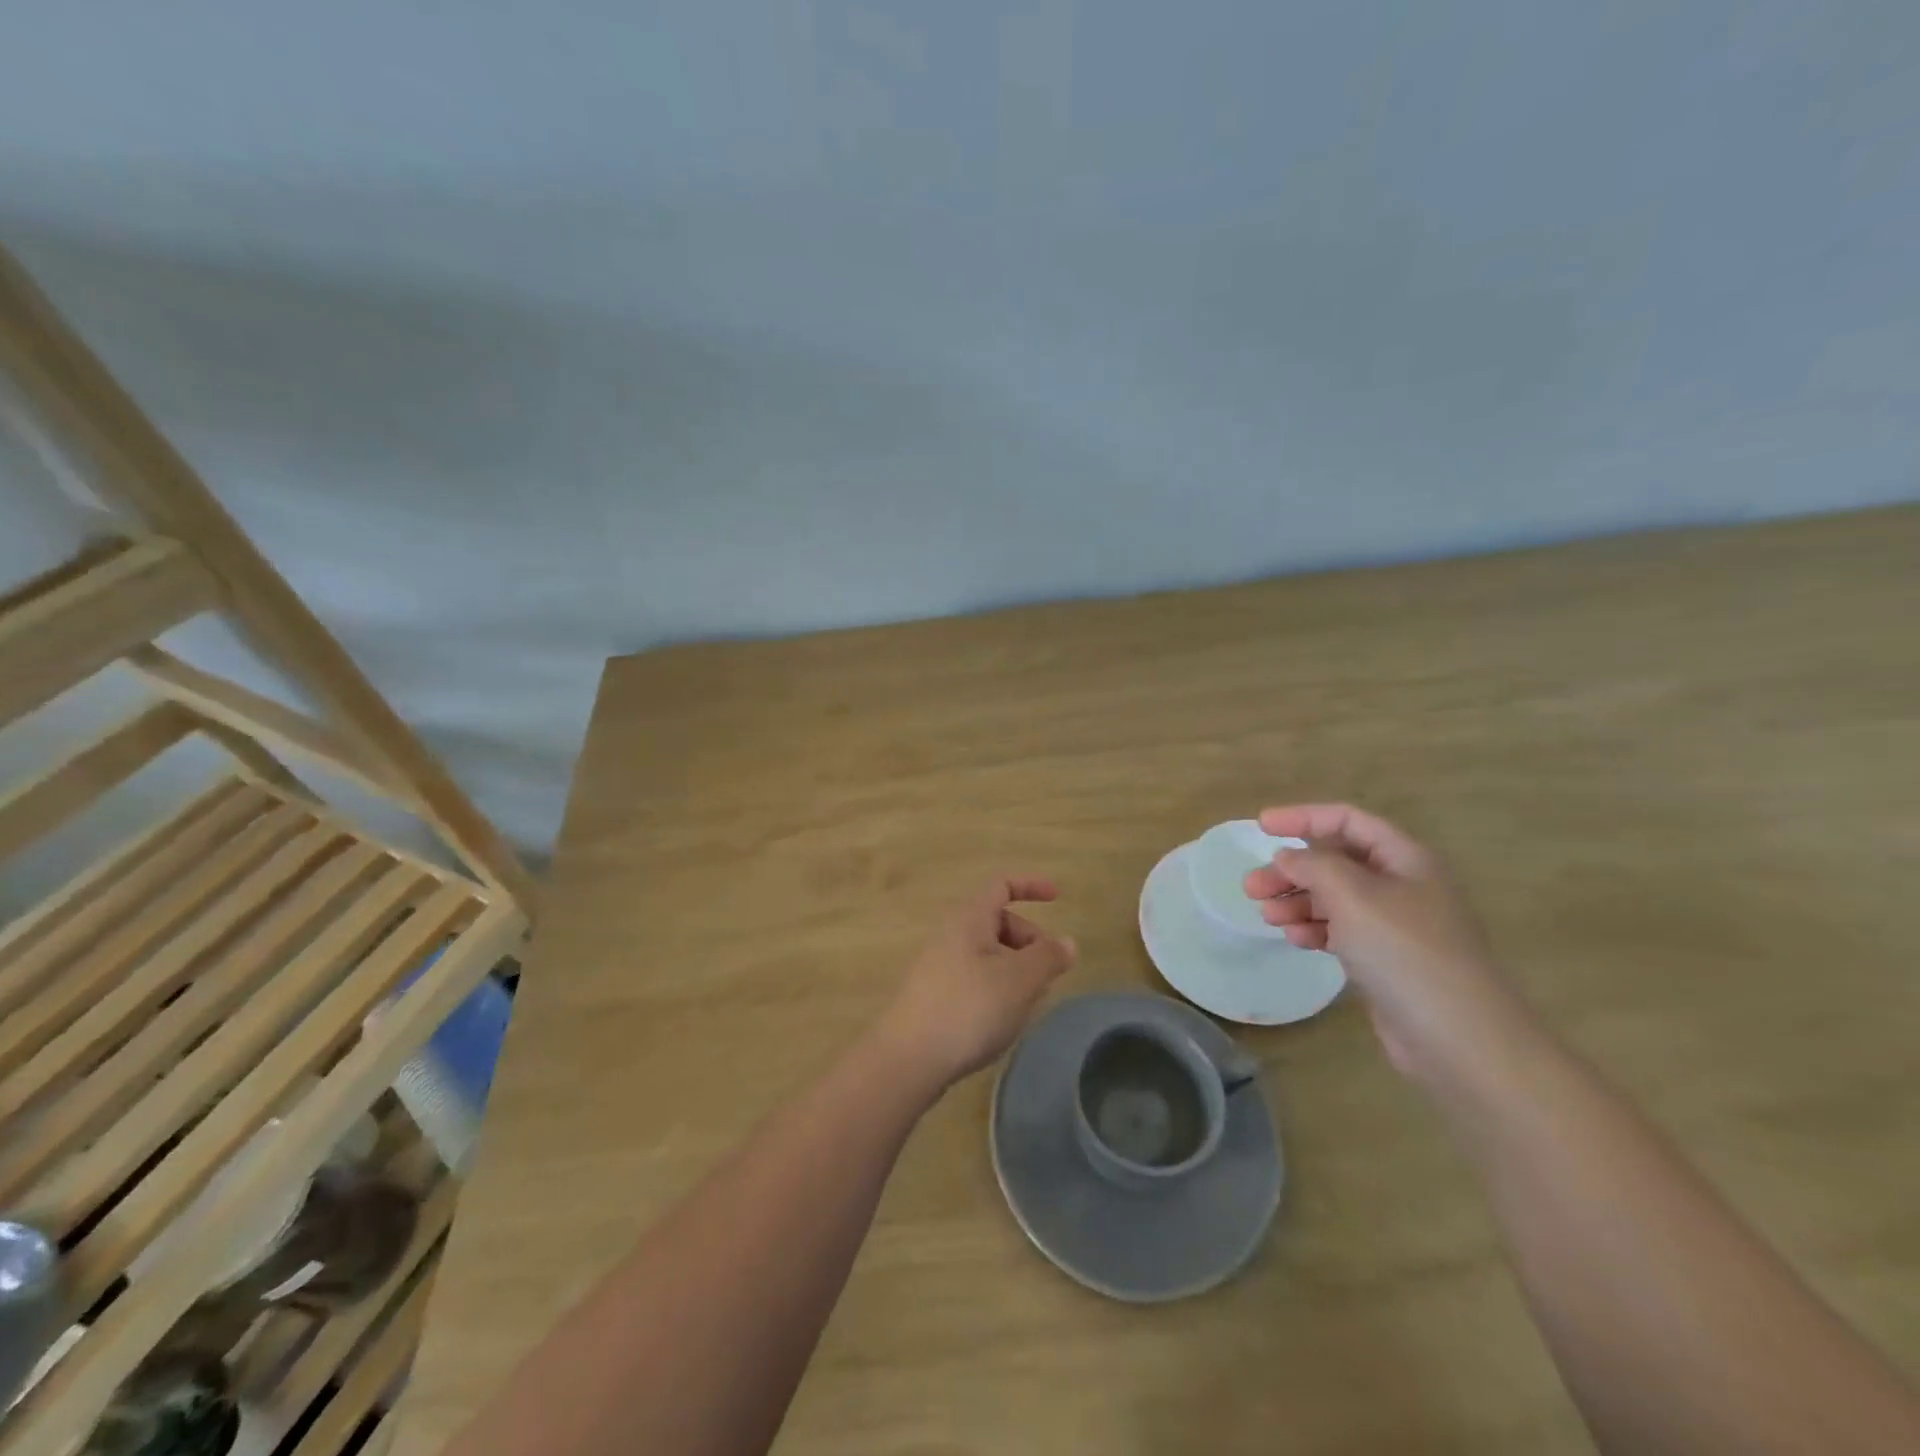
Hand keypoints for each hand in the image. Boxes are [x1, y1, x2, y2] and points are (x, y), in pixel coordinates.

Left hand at [875, 878, 1077, 1089]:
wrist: (909, 1059)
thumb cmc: (969, 1008)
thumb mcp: (1020, 980)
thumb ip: (1048, 957)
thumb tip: (1066, 942)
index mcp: (969, 919)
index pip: (1001, 886)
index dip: (1030, 885)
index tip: (1057, 898)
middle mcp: (951, 935)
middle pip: (998, 922)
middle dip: (1029, 940)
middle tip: (1048, 973)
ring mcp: (939, 967)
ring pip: (989, 955)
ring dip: (1016, 970)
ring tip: (1029, 1003)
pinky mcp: (935, 997)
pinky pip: (976, 979)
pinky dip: (998, 990)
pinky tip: (1003, 1022)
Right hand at [1244, 804, 1536, 1081]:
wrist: (1459, 1039)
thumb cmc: (1405, 953)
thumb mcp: (1353, 896)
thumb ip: (1314, 866)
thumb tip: (1288, 855)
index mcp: (1405, 858)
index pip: (1347, 820)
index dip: (1303, 817)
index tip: (1260, 826)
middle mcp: (1402, 884)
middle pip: (1336, 861)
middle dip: (1292, 869)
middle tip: (1252, 887)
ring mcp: (1396, 924)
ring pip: (1335, 897)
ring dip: (1297, 900)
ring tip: (1266, 916)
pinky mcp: (1386, 959)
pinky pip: (1342, 930)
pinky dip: (1314, 928)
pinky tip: (1294, 937)